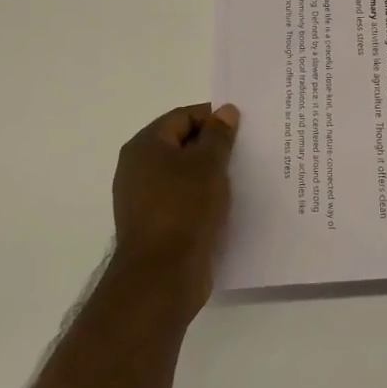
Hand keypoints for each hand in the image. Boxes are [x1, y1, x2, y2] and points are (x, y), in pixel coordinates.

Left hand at [110, 103, 240, 308]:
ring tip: (244, 176)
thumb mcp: (208, 165)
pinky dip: (205, 197)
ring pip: (185, 174)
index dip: (214, 117)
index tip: (244, 127)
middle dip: (215, 145)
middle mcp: (138, 168)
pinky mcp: (157, 224)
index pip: (183, 116)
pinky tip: (229, 204)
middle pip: (182, 144)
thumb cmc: (184, 209)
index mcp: (145, 146)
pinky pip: (184, 199)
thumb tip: (225, 111)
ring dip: (212, 173)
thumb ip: (218, 135)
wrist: (162, 276)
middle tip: (248, 150)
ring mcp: (145, 198)